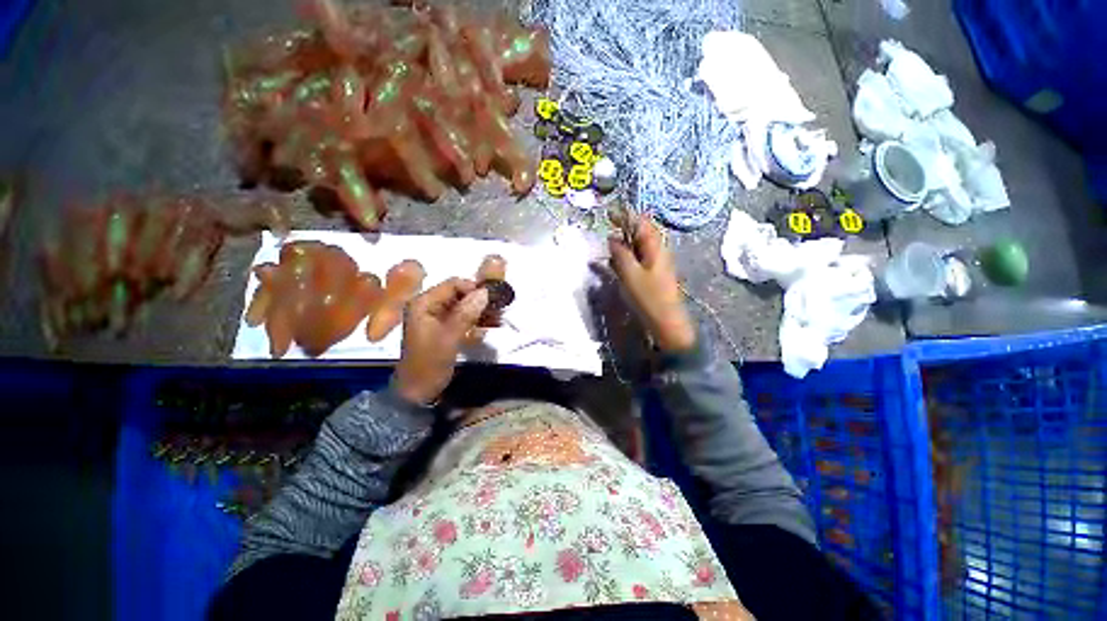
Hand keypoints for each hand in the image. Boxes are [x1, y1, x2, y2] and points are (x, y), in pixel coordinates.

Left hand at [394, 278, 488, 404]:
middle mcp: (429, 306)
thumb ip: (466, 313)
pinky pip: (464, 318)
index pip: (453, 284)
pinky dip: (478, 320)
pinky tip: (492, 325)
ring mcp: (437, 317)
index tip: (494, 298)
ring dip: (482, 311)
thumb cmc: (430, 364)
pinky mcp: (444, 328)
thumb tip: (485, 292)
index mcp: (423, 303)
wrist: (417, 392)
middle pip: (459, 294)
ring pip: (464, 306)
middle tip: (500, 309)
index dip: (474, 288)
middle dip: (480, 300)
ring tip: (499, 318)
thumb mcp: (449, 338)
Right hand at [608, 214, 696, 352]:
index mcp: (655, 247)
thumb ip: (620, 254)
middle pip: (641, 233)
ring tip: (610, 251)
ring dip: (625, 245)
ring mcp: (657, 262)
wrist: (666, 321)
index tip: (609, 215)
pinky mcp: (654, 274)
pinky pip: (639, 259)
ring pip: (639, 246)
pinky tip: (618, 266)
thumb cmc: (648, 297)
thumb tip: (612, 239)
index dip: (625, 216)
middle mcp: (658, 250)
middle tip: (607, 235)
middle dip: (624, 231)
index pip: (641, 223)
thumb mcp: (630, 274)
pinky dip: (628, 258)